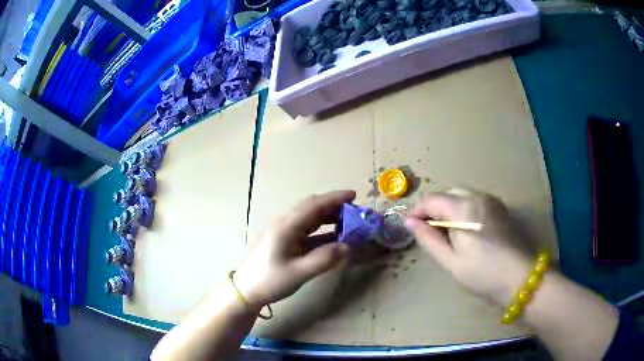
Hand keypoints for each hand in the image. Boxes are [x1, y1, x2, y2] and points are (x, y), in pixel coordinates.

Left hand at [233, 191, 353, 308]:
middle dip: (335, 208)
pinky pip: (308, 233)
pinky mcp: (286, 244)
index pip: (314, 205)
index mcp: (287, 227)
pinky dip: (323, 233)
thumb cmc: (269, 280)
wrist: (246, 291)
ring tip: (350, 224)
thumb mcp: (298, 272)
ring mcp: (285, 234)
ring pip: (311, 221)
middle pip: (313, 210)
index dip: (334, 198)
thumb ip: (324, 259)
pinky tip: (335, 239)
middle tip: (356, 213)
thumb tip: (347, 247)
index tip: (354, 195)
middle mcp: (286, 225)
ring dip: (330, 220)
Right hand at [404, 188, 535, 305]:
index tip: (411, 227)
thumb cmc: (483, 273)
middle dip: (434, 207)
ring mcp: (492, 201)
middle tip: (430, 232)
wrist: (521, 277)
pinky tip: (467, 230)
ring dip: (450, 207)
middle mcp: (478, 196)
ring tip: (448, 233)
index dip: (418, 211)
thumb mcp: (451, 261)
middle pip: (448, 193)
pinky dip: (464, 209)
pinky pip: (476, 200)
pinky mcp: (500, 208)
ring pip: (463, 195)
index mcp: (464, 208)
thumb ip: (428, 238)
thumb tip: (409, 222)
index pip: (432, 199)